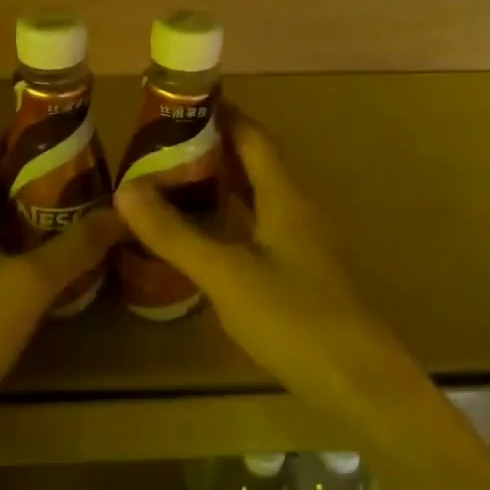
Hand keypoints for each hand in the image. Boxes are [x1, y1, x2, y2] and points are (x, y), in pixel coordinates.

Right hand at [114, 109, 413, 421]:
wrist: (364, 386)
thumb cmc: (296, 320)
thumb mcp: (226, 275)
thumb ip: (175, 233)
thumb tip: (125, 189)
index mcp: (286, 198)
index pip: (253, 137)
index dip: (223, 114)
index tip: (183, 103)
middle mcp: (298, 212)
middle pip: (256, 165)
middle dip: (213, 149)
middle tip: (162, 146)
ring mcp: (304, 246)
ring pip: (258, 200)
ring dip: (221, 186)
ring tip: (173, 183)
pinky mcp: (303, 276)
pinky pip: (260, 230)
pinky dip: (230, 221)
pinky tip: (205, 240)